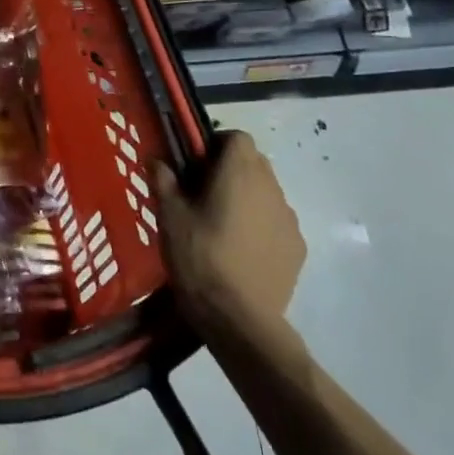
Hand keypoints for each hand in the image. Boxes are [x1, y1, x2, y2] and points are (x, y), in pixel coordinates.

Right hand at [155, 131, 304, 338]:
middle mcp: (271, 187)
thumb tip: (157, 159)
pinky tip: (239, 250)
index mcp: (239, 172)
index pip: (237, 137)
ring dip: (246, 198)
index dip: (215, 144)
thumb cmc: (199, 256)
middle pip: (254, 162)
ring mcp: (288, 219)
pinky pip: (275, 222)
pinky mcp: (297, 248)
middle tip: (201, 193)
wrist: (239, 317)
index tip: (195, 164)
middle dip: (230, 170)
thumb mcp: (169, 215)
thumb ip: (163, 180)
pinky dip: (259, 225)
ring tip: (220, 225)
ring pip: (266, 193)